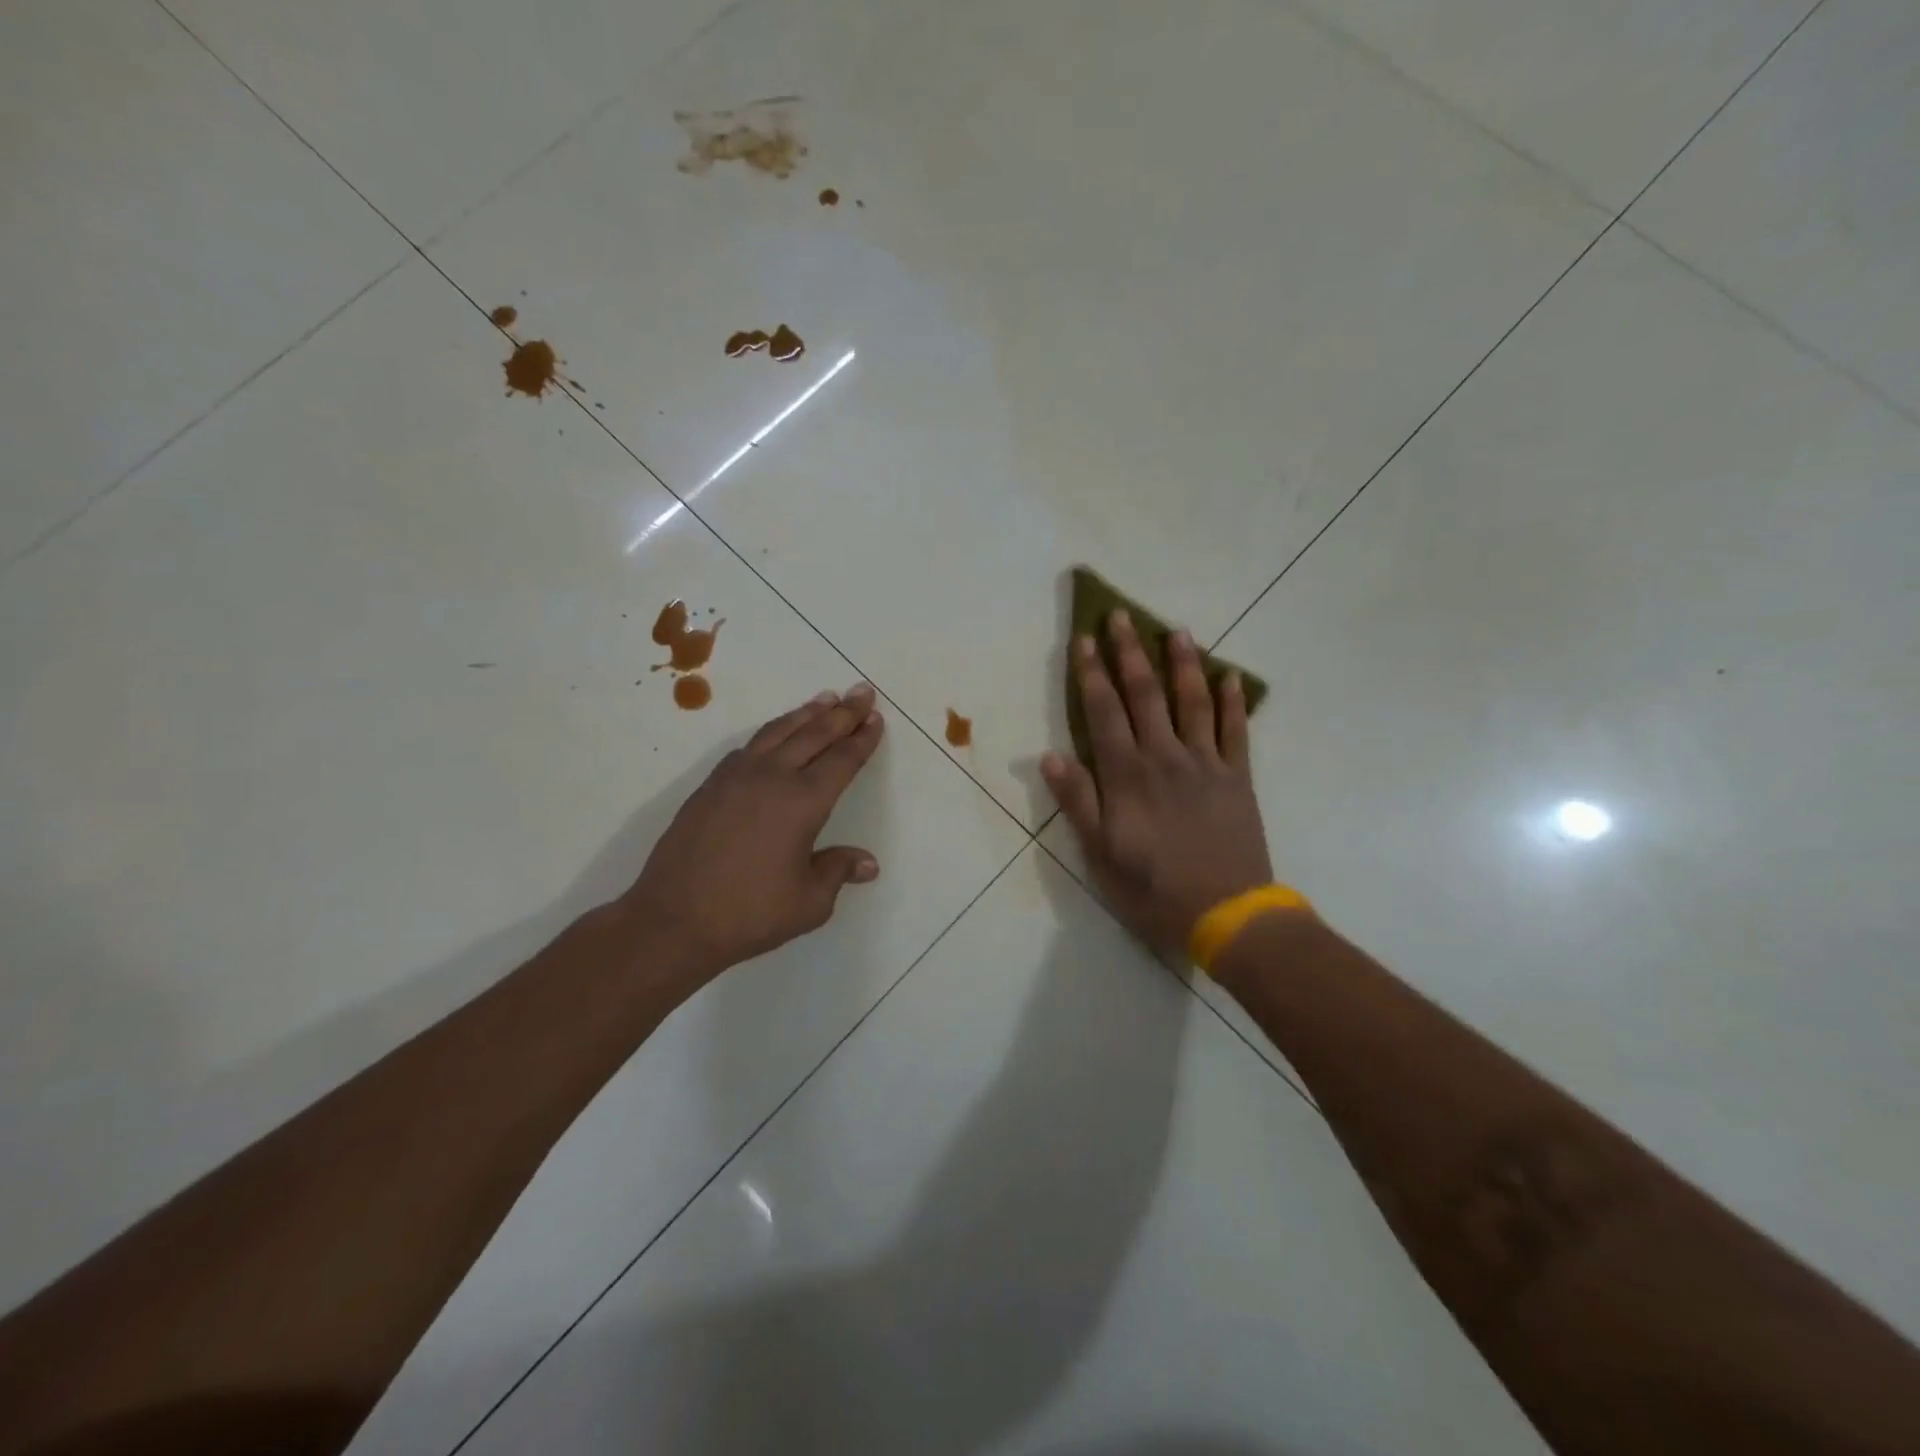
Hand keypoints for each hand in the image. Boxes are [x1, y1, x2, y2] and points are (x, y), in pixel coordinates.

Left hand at [624, 684, 885, 978]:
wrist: (673, 920)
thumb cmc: (750, 913)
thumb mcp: (809, 902)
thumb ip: (838, 871)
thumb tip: (869, 863)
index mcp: (803, 802)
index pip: (841, 760)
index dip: (861, 739)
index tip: (875, 718)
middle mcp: (772, 777)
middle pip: (814, 734)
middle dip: (842, 713)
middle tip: (861, 692)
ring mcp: (736, 777)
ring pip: (778, 732)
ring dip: (805, 714)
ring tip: (825, 699)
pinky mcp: (710, 786)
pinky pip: (749, 746)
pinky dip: (771, 732)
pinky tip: (775, 734)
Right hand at [1042, 611, 1273, 961]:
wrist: (1227, 915)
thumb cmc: (1153, 889)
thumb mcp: (1100, 854)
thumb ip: (1078, 802)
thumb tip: (1049, 756)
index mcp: (1128, 776)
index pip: (1104, 712)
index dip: (1092, 673)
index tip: (1084, 639)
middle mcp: (1165, 758)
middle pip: (1146, 695)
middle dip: (1130, 652)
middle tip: (1120, 615)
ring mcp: (1206, 764)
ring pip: (1193, 702)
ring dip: (1182, 663)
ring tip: (1176, 630)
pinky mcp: (1238, 778)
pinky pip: (1237, 731)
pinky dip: (1234, 701)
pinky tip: (1231, 676)